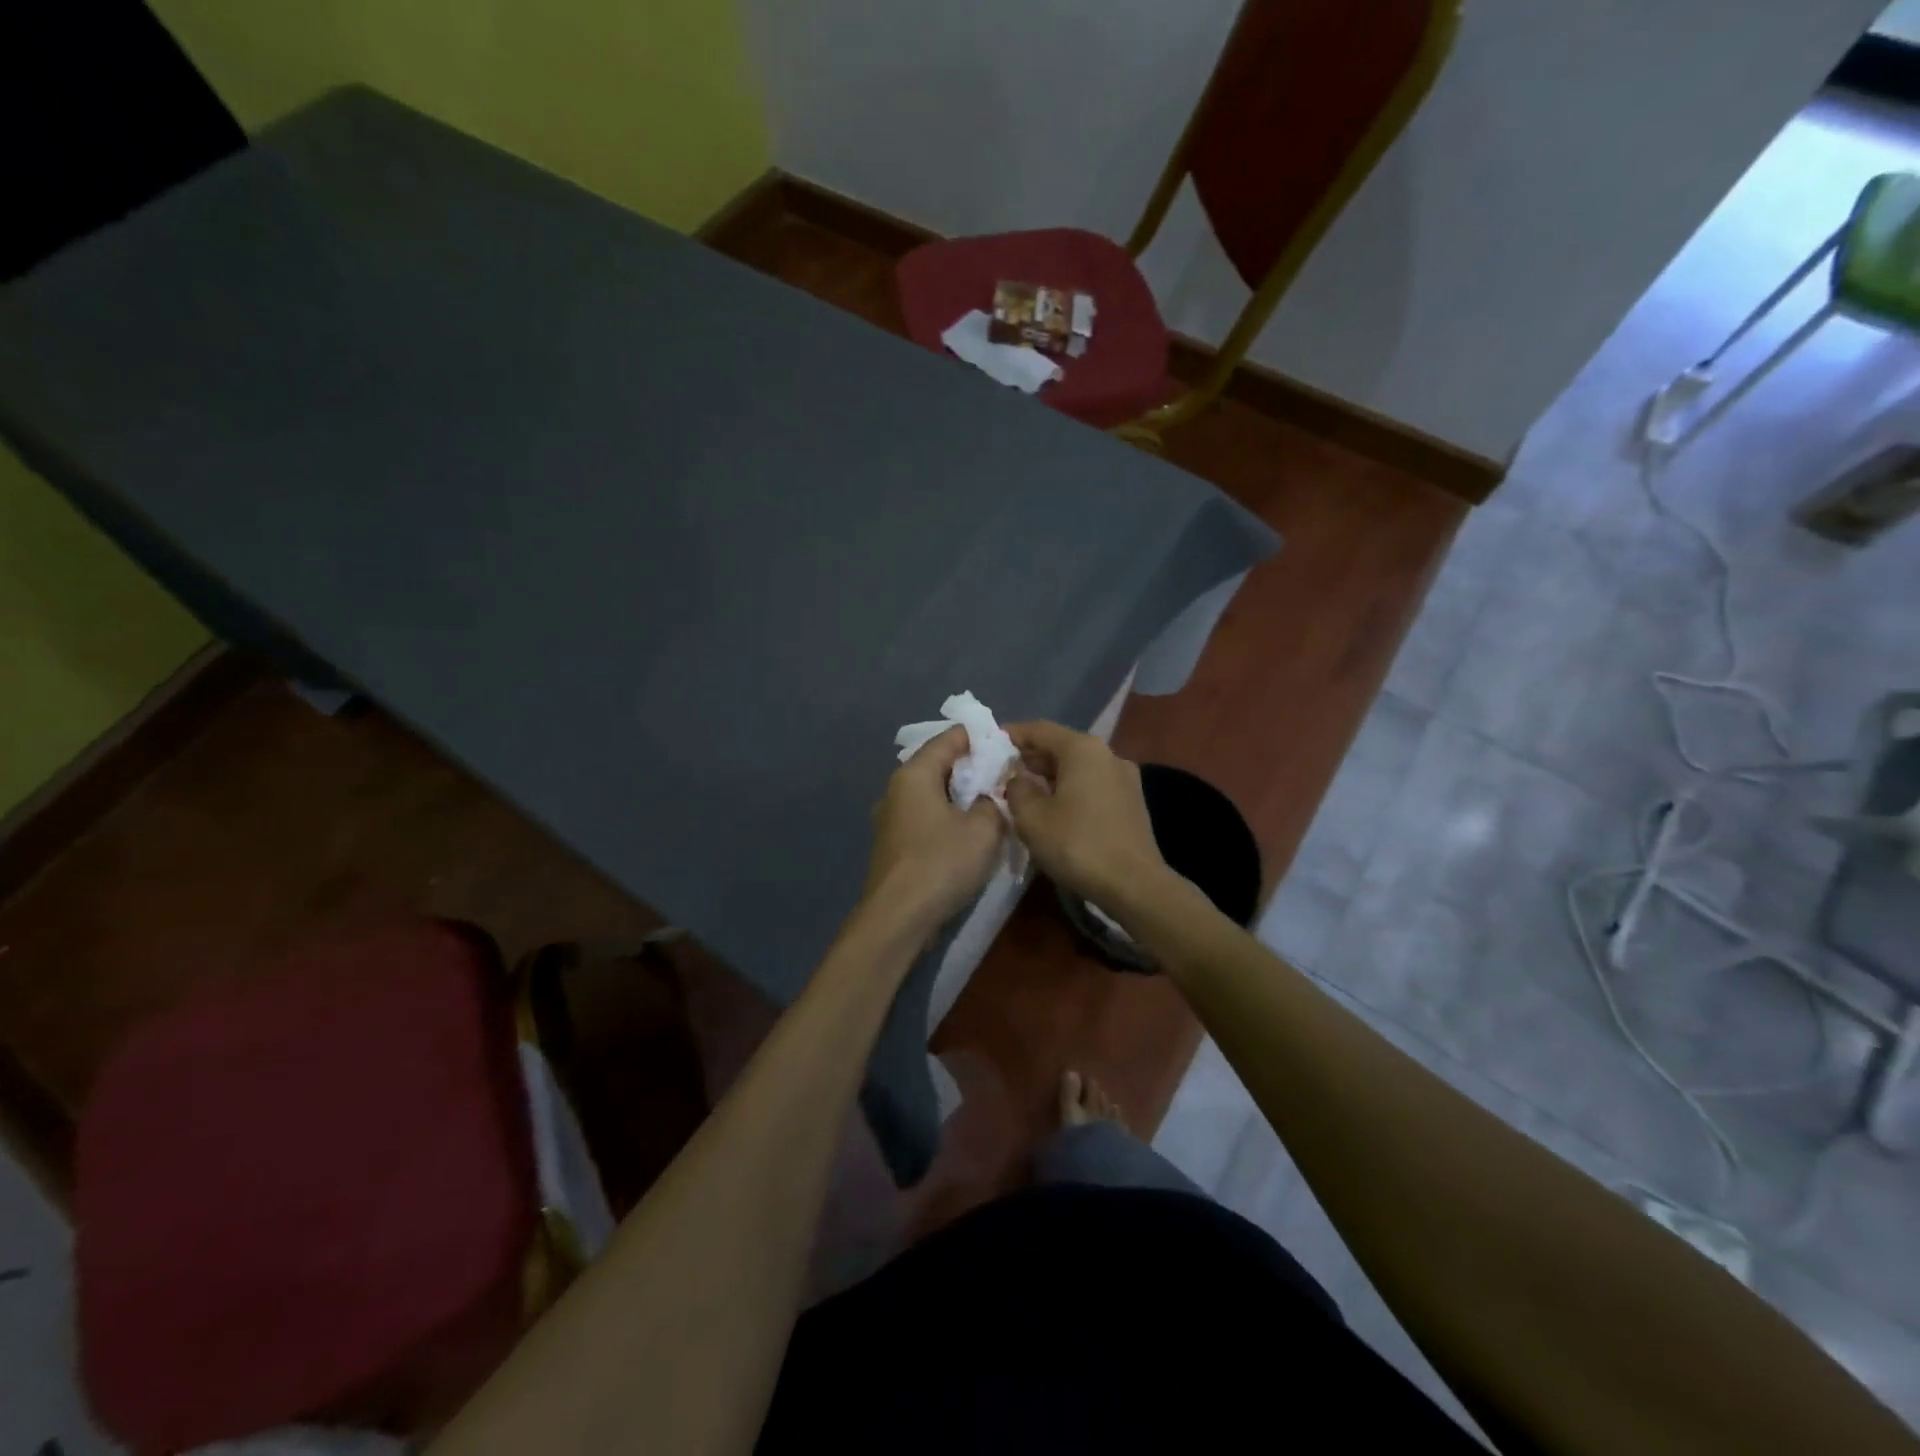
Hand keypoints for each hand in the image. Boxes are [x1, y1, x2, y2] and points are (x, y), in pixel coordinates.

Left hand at [862, 726, 1005, 929]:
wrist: (898, 918)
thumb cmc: (941, 863)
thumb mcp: (984, 829)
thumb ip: (994, 803)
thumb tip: (990, 798)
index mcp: (915, 774)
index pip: (949, 738)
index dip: (980, 738)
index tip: (1007, 746)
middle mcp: (896, 789)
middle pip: (938, 765)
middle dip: (971, 768)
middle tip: (1004, 777)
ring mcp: (889, 818)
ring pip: (931, 794)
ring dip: (959, 796)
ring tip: (991, 805)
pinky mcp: (892, 845)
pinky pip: (924, 817)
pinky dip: (946, 817)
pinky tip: (966, 833)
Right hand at [1004, 721, 1169, 912]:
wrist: (1134, 884)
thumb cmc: (1077, 844)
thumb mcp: (1031, 817)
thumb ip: (1017, 789)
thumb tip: (1018, 780)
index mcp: (1083, 749)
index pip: (1040, 729)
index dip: (1012, 735)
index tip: (989, 743)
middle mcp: (1107, 754)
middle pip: (1061, 746)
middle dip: (1030, 757)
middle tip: (1002, 771)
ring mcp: (1124, 778)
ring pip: (1077, 767)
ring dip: (1049, 775)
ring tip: (1023, 791)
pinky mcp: (1131, 801)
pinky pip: (1092, 784)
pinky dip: (1069, 789)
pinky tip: (1053, 808)